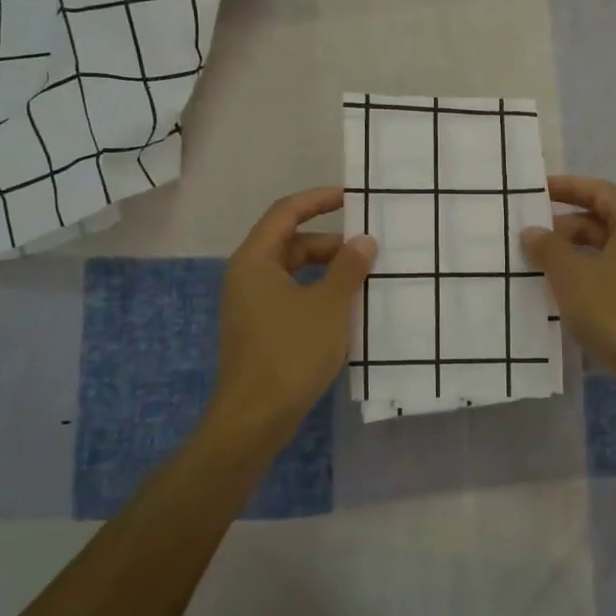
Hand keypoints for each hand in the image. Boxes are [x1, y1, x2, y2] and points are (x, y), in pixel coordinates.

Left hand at [210, 187, 376, 441]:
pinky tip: (344, 311)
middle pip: (290, 243)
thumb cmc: (291, 352)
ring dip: (326, 272)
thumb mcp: (329, 306)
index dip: (318, 200)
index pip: (286, 212)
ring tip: (363, 280)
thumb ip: (348, 268)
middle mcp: (247, 277)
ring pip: (293, 274)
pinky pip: (291, 298)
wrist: (255, 417)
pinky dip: (317, 295)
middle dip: (329, 244)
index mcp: (255, 260)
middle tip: (368, 251)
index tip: (351, 198)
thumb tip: (364, 241)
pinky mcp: (259, 331)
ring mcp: (250, 306)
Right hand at [522, 175, 615, 386]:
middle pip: (605, 220)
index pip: (599, 191)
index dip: (567, 187)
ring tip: (541, 267)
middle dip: (566, 226)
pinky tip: (566, 294)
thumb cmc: (615, 311)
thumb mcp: (571, 276)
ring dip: (575, 254)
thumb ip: (548, 248)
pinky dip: (590, 276)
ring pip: (610, 251)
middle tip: (531, 238)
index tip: (537, 191)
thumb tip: (533, 231)